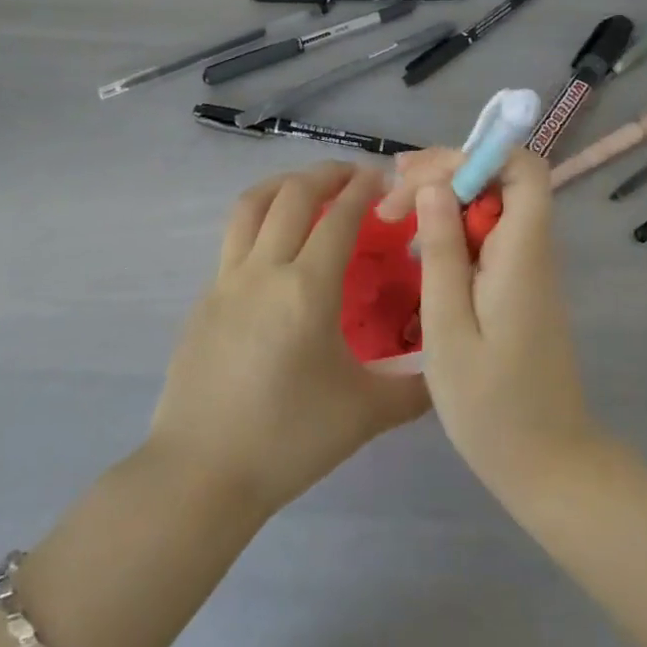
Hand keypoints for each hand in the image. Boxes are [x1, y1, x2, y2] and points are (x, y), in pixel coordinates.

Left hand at [148, 162, 430, 516]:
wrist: (202, 472)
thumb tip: (444, 364)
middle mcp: (264, 270)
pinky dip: (259, 219)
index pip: (339, 218)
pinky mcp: (205, 296)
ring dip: (283, 184)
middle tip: (352, 174)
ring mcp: (226, 279)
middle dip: (326, 173)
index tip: (382, 178)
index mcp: (306, 289)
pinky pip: (234, 238)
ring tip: (307, 187)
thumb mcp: (364, 415)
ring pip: (251, 206)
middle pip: (293, 195)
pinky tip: (274, 245)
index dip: (363, 190)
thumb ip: (414, 388)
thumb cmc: (288, 440)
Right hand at [395, 148, 604, 499]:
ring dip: (443, 197)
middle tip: (391, 196)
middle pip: (500, 178)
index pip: (523, 168)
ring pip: (491, 203)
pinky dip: (451, 226)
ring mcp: (527, 266)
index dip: (475, 155)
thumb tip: (434, 186)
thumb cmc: (492, 407)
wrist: (549, 466)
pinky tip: (417, 244)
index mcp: (523, 253)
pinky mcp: (517, 283)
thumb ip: (442, 253)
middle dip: (444, 172)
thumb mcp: (449, 329)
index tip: (422, 179)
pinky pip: (487, 233)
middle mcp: (532, 248)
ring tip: (392, 211)